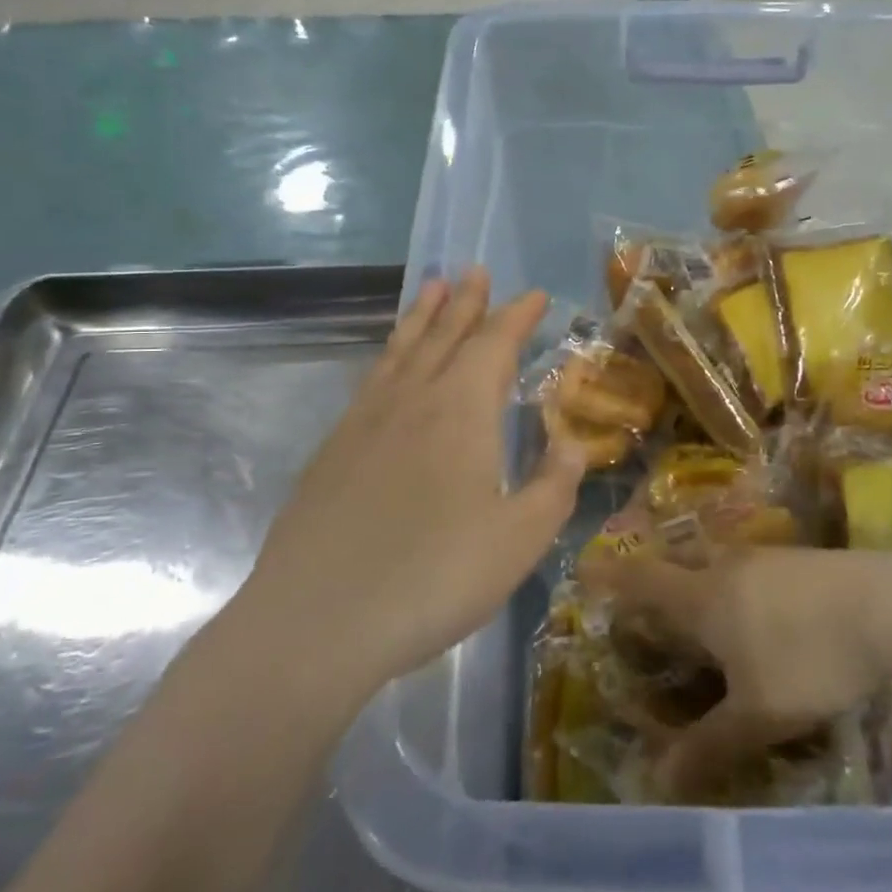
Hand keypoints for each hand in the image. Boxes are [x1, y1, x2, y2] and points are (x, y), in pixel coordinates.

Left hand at [236, 270, 584, 700]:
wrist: (317, 620)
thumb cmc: (434, 577)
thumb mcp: (520, 540)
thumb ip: (554, 486)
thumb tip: (574, 444)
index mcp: (461, 412)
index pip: (494, 345)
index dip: (517, 317)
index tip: (535, 295)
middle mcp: (412, 401)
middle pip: (444, 336)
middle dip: (466, 303)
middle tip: (476, 271)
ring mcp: (365, 422)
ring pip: (401, 352)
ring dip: (422, 317)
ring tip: (432, 287)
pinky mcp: (333, 450)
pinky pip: (371, 381)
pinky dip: (389, 357)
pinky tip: (390, 366)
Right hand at [577, 545, 888, 797]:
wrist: (886, 606)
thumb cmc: (807, 657)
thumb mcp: (758, 715)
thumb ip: (708, 747)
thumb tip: (658, 783)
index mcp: (701, 598)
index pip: (641, 580)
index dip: (610, 576)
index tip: (584, 570)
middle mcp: (724, 568)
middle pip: (676, 567)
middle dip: (657, 583)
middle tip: (650, 609)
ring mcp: (763, 558)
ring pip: (715, 567)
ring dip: (702, 586)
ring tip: (708, 618)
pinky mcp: (797, 559)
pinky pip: (750, 570)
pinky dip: (739, 589)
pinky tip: (763, 616)